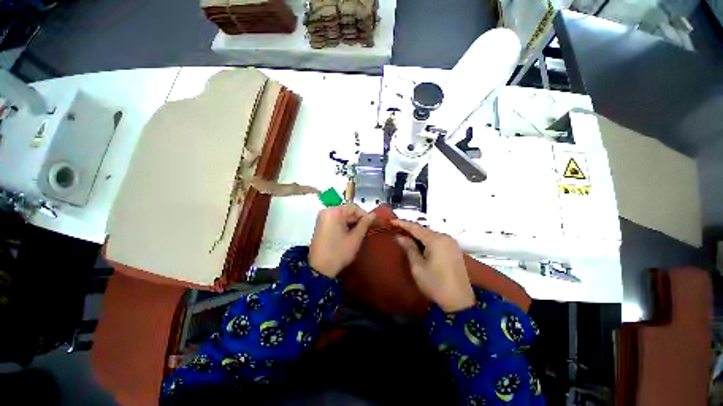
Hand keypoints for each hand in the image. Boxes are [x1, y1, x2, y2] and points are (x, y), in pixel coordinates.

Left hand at [309, 204, 374, 277]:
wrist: (321, 268)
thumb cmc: (339, 253)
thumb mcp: (355, 238)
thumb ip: (365, 224)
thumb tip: (373, 215)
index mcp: (333, 212)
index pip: (354, 208)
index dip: (365, 215)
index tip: (373, 224)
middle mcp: (326, 212)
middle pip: (347, 211)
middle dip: (357, 220)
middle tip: (367, 230)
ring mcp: (322, 219)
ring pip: (341, 217)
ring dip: (351, 223)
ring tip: (359, 234)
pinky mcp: (321, 226)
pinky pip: (335, 221)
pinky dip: (343, 226)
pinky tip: (349, 235)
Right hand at [392, 219, 474, 312]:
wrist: (458, 298)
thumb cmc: (435, 283)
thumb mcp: (418, 268)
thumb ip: (409, 249)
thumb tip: (400, 236)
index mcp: (436, 239)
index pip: (416, 227)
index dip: (403, 224)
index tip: (391, 221)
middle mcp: (446, 238)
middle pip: (425, 231)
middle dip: (411, 230)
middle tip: (396, 230)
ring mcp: (452, 244)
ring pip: (432, 236)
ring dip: (420, 237)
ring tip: (406, 238)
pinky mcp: (455, 252)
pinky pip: (439, 242)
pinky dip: (428, 242)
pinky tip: (421, 247)